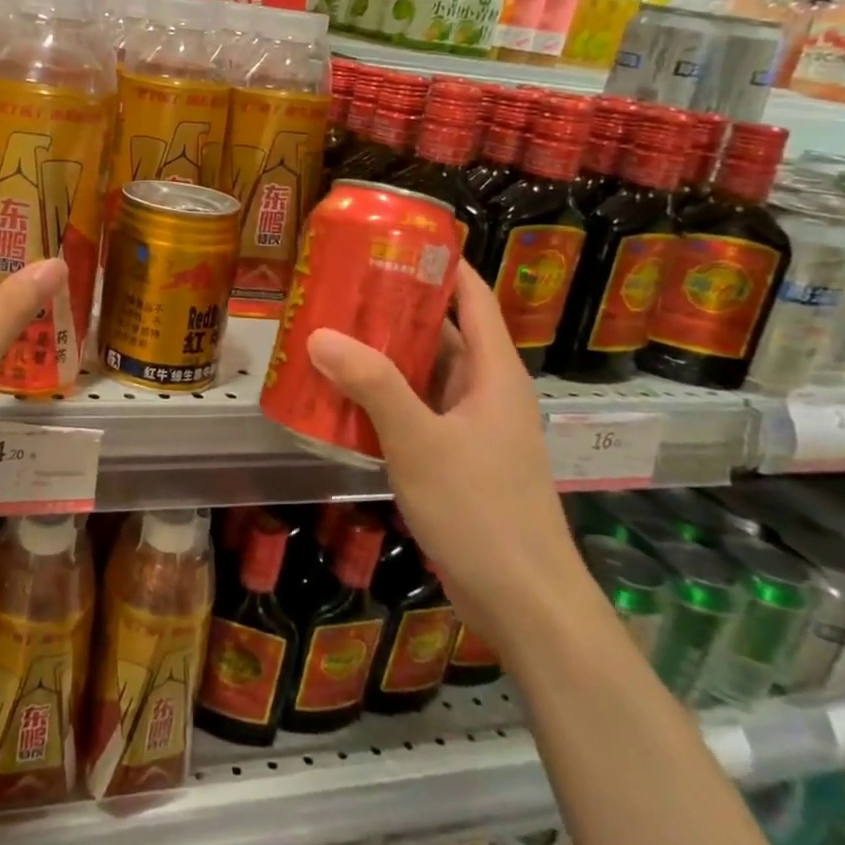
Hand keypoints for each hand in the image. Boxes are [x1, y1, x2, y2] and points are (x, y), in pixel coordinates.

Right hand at [304, 259, 584, 656]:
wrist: (525, 604)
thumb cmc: (482, 511)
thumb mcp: (420, 442)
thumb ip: (372, 385)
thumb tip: (319, 334)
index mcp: (493, 372)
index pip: (471, 296)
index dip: (439, 263)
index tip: (390, 240)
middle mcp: (486, 391)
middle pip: (441, 331)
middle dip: (393, 308)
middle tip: (339, 288)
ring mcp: (472, 427)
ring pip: (424, 373)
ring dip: (382, 355)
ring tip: (329, 334)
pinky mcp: (457, 458)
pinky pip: (415, 410)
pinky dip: (382, 397)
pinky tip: (341, 398)